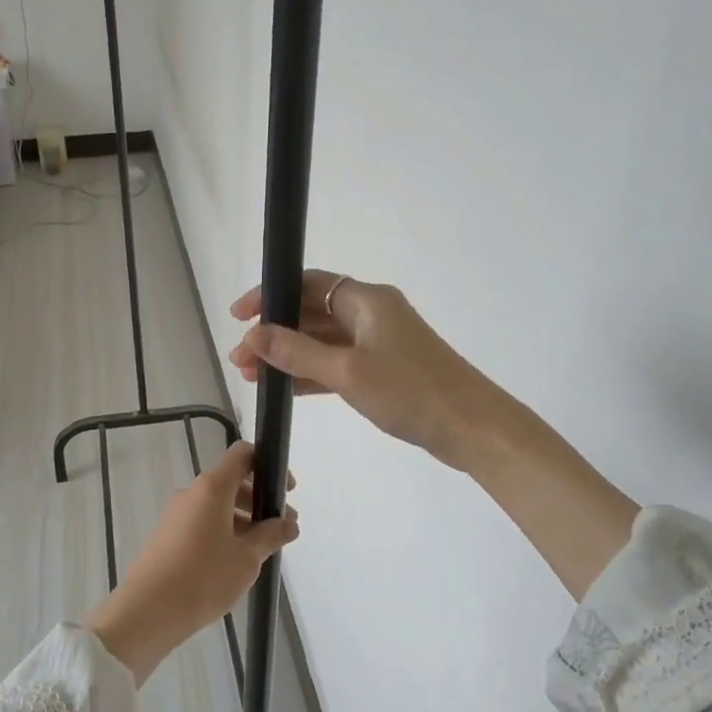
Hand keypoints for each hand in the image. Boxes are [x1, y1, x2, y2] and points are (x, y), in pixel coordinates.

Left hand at [84, 442, 298, 683]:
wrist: (147, 611)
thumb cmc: (203, 578)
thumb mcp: (246, 559)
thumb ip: (271, 536)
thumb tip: (289, 523)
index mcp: (211, 488)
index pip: (241, 455)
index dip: (267, 464)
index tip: (286, 490)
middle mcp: (191, 493)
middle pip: (230, 481)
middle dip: (259, 500)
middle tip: (281, 529)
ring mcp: (175, 514)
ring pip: (216, 505)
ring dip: (243, 519)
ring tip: (261, 551)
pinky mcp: (167, 535)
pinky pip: (202, 522)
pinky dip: (223, 531)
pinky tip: (234, 562)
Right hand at [229, 270, 496, 469]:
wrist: (472, 428)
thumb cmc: (410, 391)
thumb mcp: (347, 372)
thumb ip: (297, 352)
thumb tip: (252, 335)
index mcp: (366, 300)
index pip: (307, 284)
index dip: (270, 295)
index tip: (238, 316)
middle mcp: (371, 313)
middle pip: (311, 312)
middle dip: (274, 333)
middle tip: (240, 359)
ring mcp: (379, 343)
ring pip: (321, 341)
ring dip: (288, 355)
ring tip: (251, 377)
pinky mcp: (384, 370)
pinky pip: (336, 363)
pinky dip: (310, 373)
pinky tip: (283, 389)